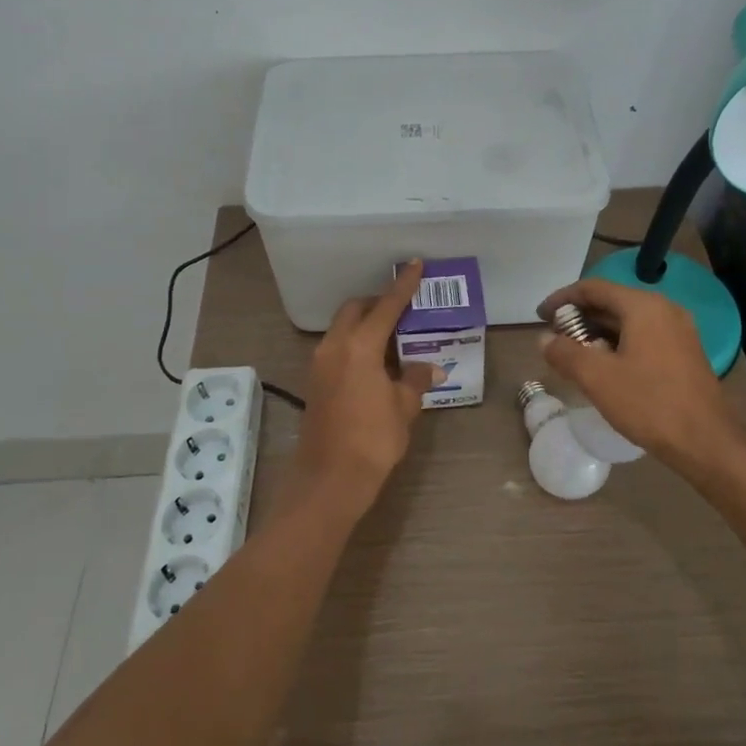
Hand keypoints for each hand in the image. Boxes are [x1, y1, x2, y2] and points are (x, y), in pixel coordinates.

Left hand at [293, 260, 442, 512]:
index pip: (386, 306)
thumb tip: (430, 369)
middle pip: (355, 310)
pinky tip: (376, 364)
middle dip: (377, 304)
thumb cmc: (372, 440)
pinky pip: (337, 348)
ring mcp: (320, 364)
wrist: (329, 480)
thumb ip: (415, 381)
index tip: (416, 265)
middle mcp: (335, 347)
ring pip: (343, 329)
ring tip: (394, 339)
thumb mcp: (403, 408)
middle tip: (404, 311)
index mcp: (360, 346)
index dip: (403, 285)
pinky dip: (355, 345)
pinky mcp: (315, 382)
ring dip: (365, 326)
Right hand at [537, 278, 745, 477]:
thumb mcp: (597, 378)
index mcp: (643, 306)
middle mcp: (664, 310)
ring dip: (598, 332)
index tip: (540, 316)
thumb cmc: (649, 404)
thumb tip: (544, 339)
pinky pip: (643, 337)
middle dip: (579, 318)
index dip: (562, 299)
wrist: (707, 443)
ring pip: (628, 321)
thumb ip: (565, 353)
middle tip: (554, 338)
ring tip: (574, 355)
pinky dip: (618, 344)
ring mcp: (679, 332)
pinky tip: (605, 368)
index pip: (593, 288)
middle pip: (612, 302)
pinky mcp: (685, 353)